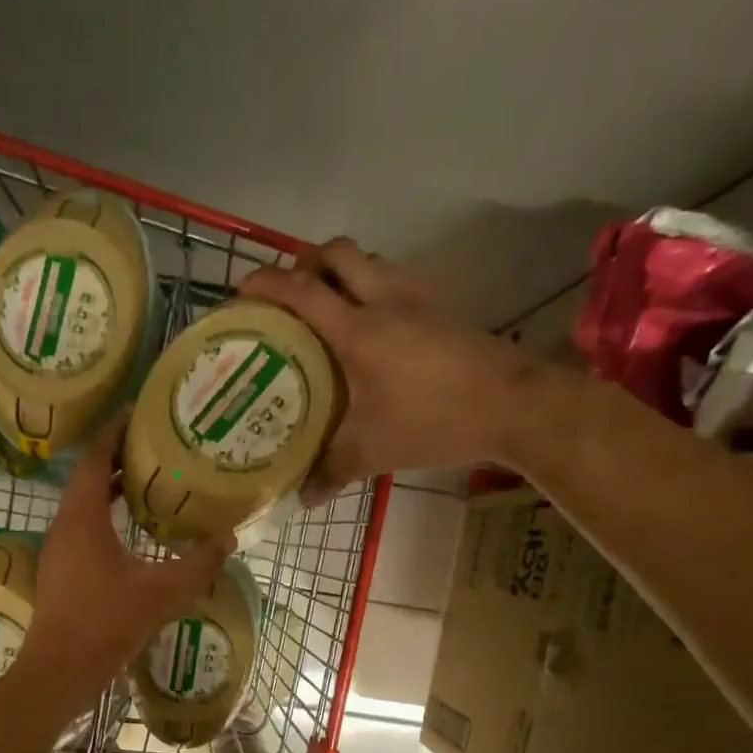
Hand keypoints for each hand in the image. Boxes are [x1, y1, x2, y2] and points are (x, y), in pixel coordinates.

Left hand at [19, 417, 234, 705]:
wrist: (61, 669)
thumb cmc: (108, 623)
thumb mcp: (163, 591)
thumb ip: (199, 563)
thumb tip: (228, 537)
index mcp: (83, 517)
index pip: (94, 458)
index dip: (113, 431)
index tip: (136, 412)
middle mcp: (64, 524)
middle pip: (86, 477)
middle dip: (117, 457)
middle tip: (153, 445)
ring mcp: (58, 548)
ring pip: (82, 504)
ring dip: (110, 488)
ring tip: (147, 481)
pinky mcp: (60, 569)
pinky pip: (81, 526)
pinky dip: (104, 515)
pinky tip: (130, 530)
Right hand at [238, 237, 539, 500]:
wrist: (513, 405)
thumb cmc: (435, 421)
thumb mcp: (374, 451)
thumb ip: (332, 471)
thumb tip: (302, 499)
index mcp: (358, 330)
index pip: (302, 292)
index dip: (265, 284)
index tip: (240, 291)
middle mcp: (384, 300)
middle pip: (337, 253)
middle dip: (305, 264)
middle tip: (288, 296)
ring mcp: (418, 299)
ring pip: (370, 260)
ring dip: (342, 272)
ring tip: (325, 308)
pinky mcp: (441, 307)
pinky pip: (395, 279)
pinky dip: (372, 287)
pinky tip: (372, 326)